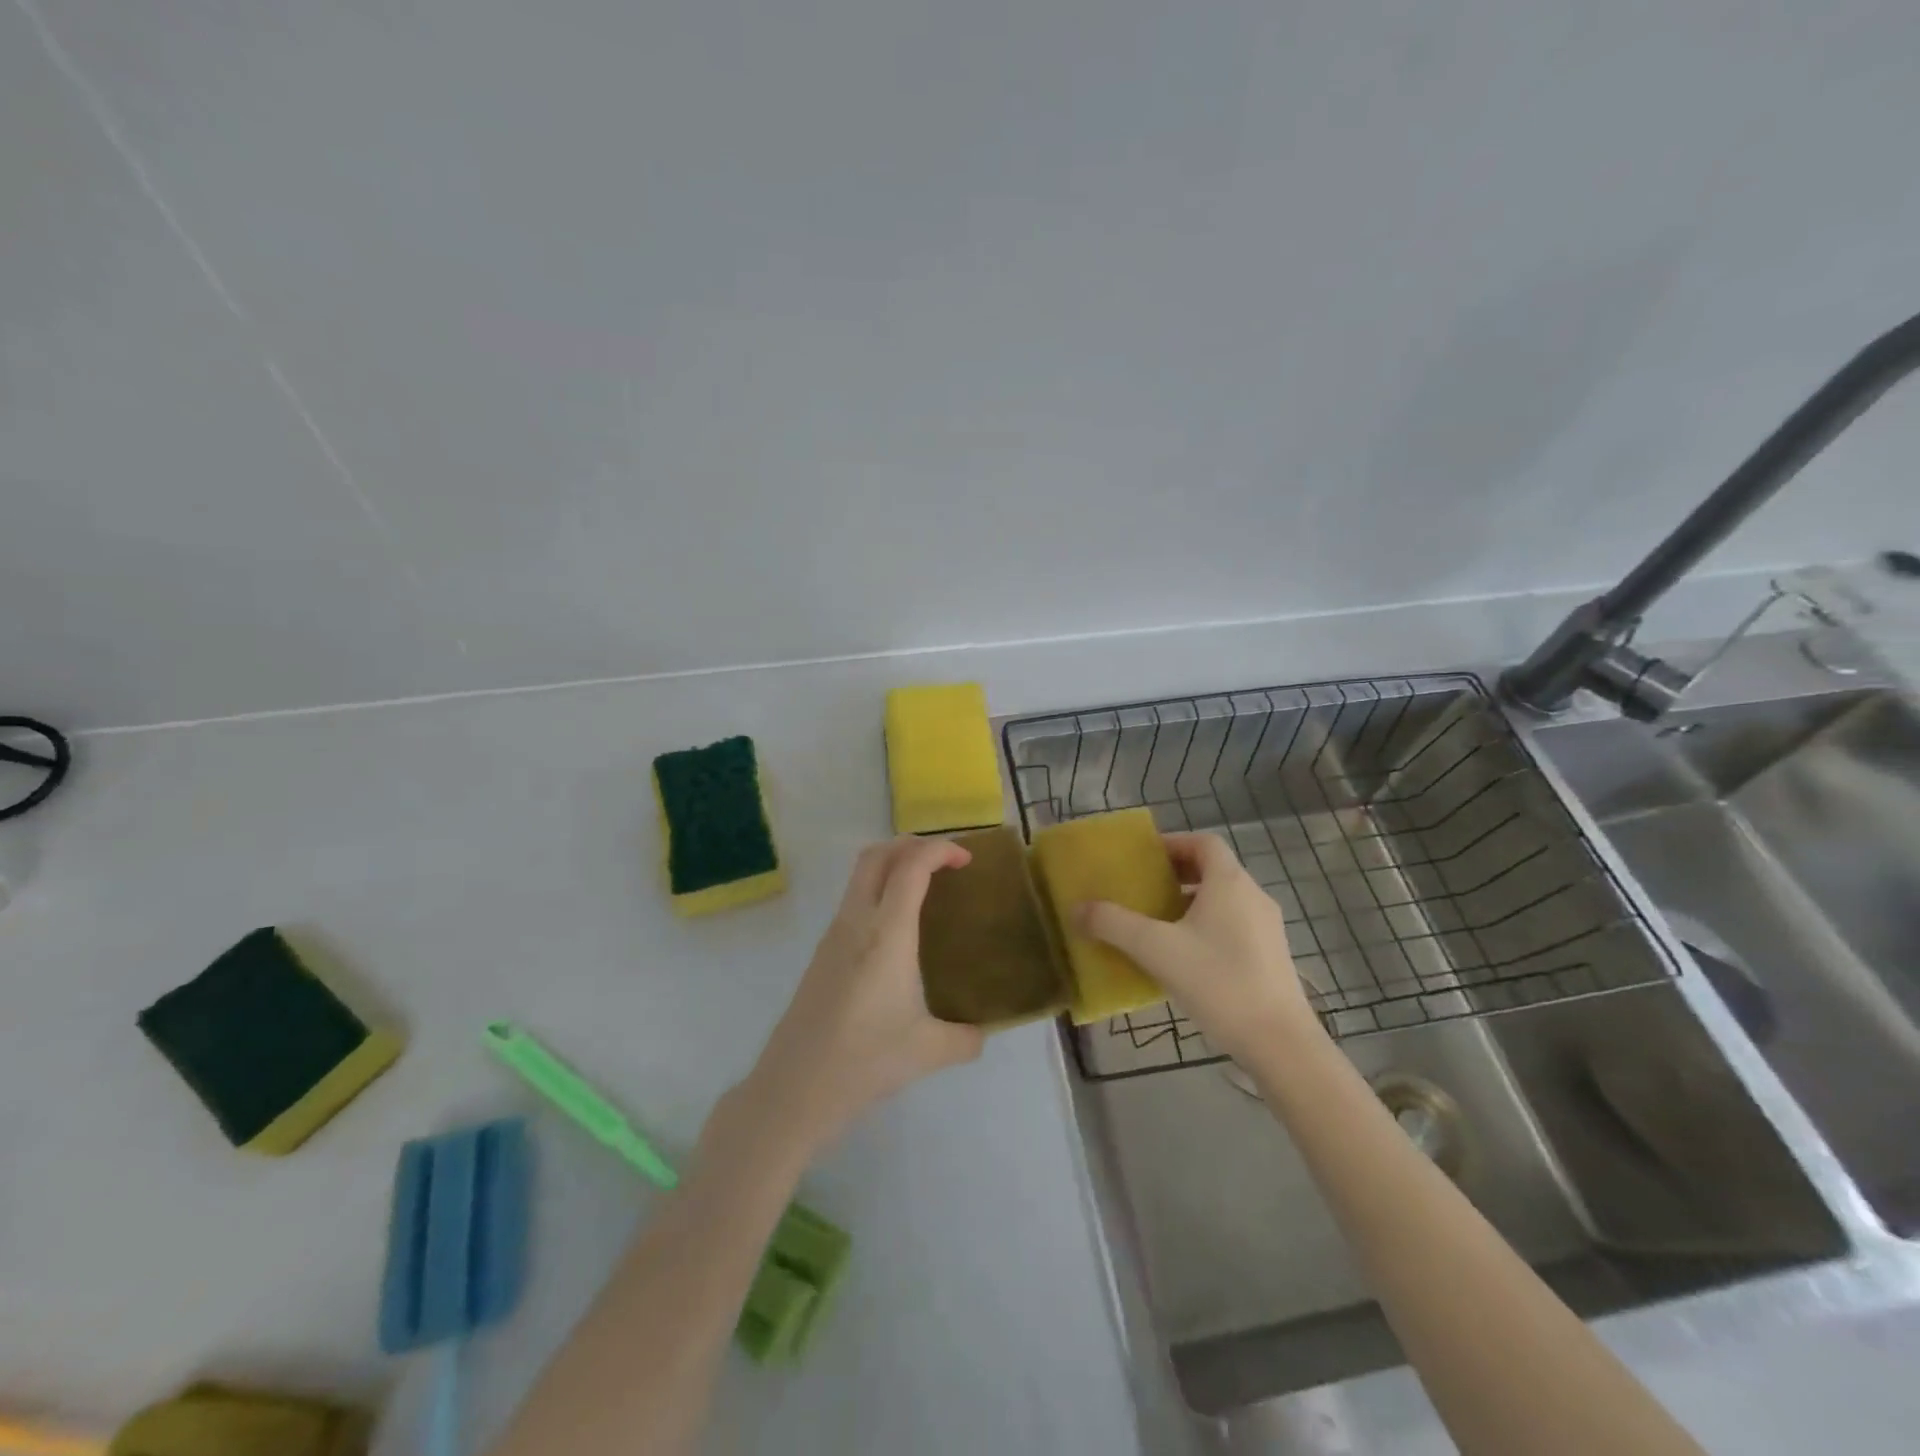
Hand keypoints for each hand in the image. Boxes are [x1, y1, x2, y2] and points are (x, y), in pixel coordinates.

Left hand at [744, 837, 984, 1150]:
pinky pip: (853, 901)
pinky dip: (878, 891)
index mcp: (886, 933)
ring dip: (891, 866)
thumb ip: (965, 1038)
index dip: (940, 849)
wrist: (794, 1088)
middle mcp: (856, 922)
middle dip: (912, 845)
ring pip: (859, 876)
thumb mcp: (928, 1051)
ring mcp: (833, 935)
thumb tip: (982, 1033)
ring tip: (924, 890)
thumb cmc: (864, 1060)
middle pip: (877, 855)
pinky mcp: (821, 954)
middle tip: (943, 862)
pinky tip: (897, 930)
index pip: (911, 866)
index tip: (966, 860)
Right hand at [1076, 831, 1320, 1062]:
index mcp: (1230, 883)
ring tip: (1157, 925)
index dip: (1173, 843)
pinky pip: (1233, 926)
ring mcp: (1267, 928)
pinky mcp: (1271, 957)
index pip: (1204, 842)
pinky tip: (1183, 959)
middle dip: (1176, 876)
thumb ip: (1113, 924)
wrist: (1280, 1043)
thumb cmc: (1219, 983)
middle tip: (1143, 891)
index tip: (1144, 859)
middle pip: (1213, 870)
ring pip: (1223, 901)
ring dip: (1190, 904)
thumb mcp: (1156, 950)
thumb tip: (1077, 909)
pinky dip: (1206, 928)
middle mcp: (1253, 897)